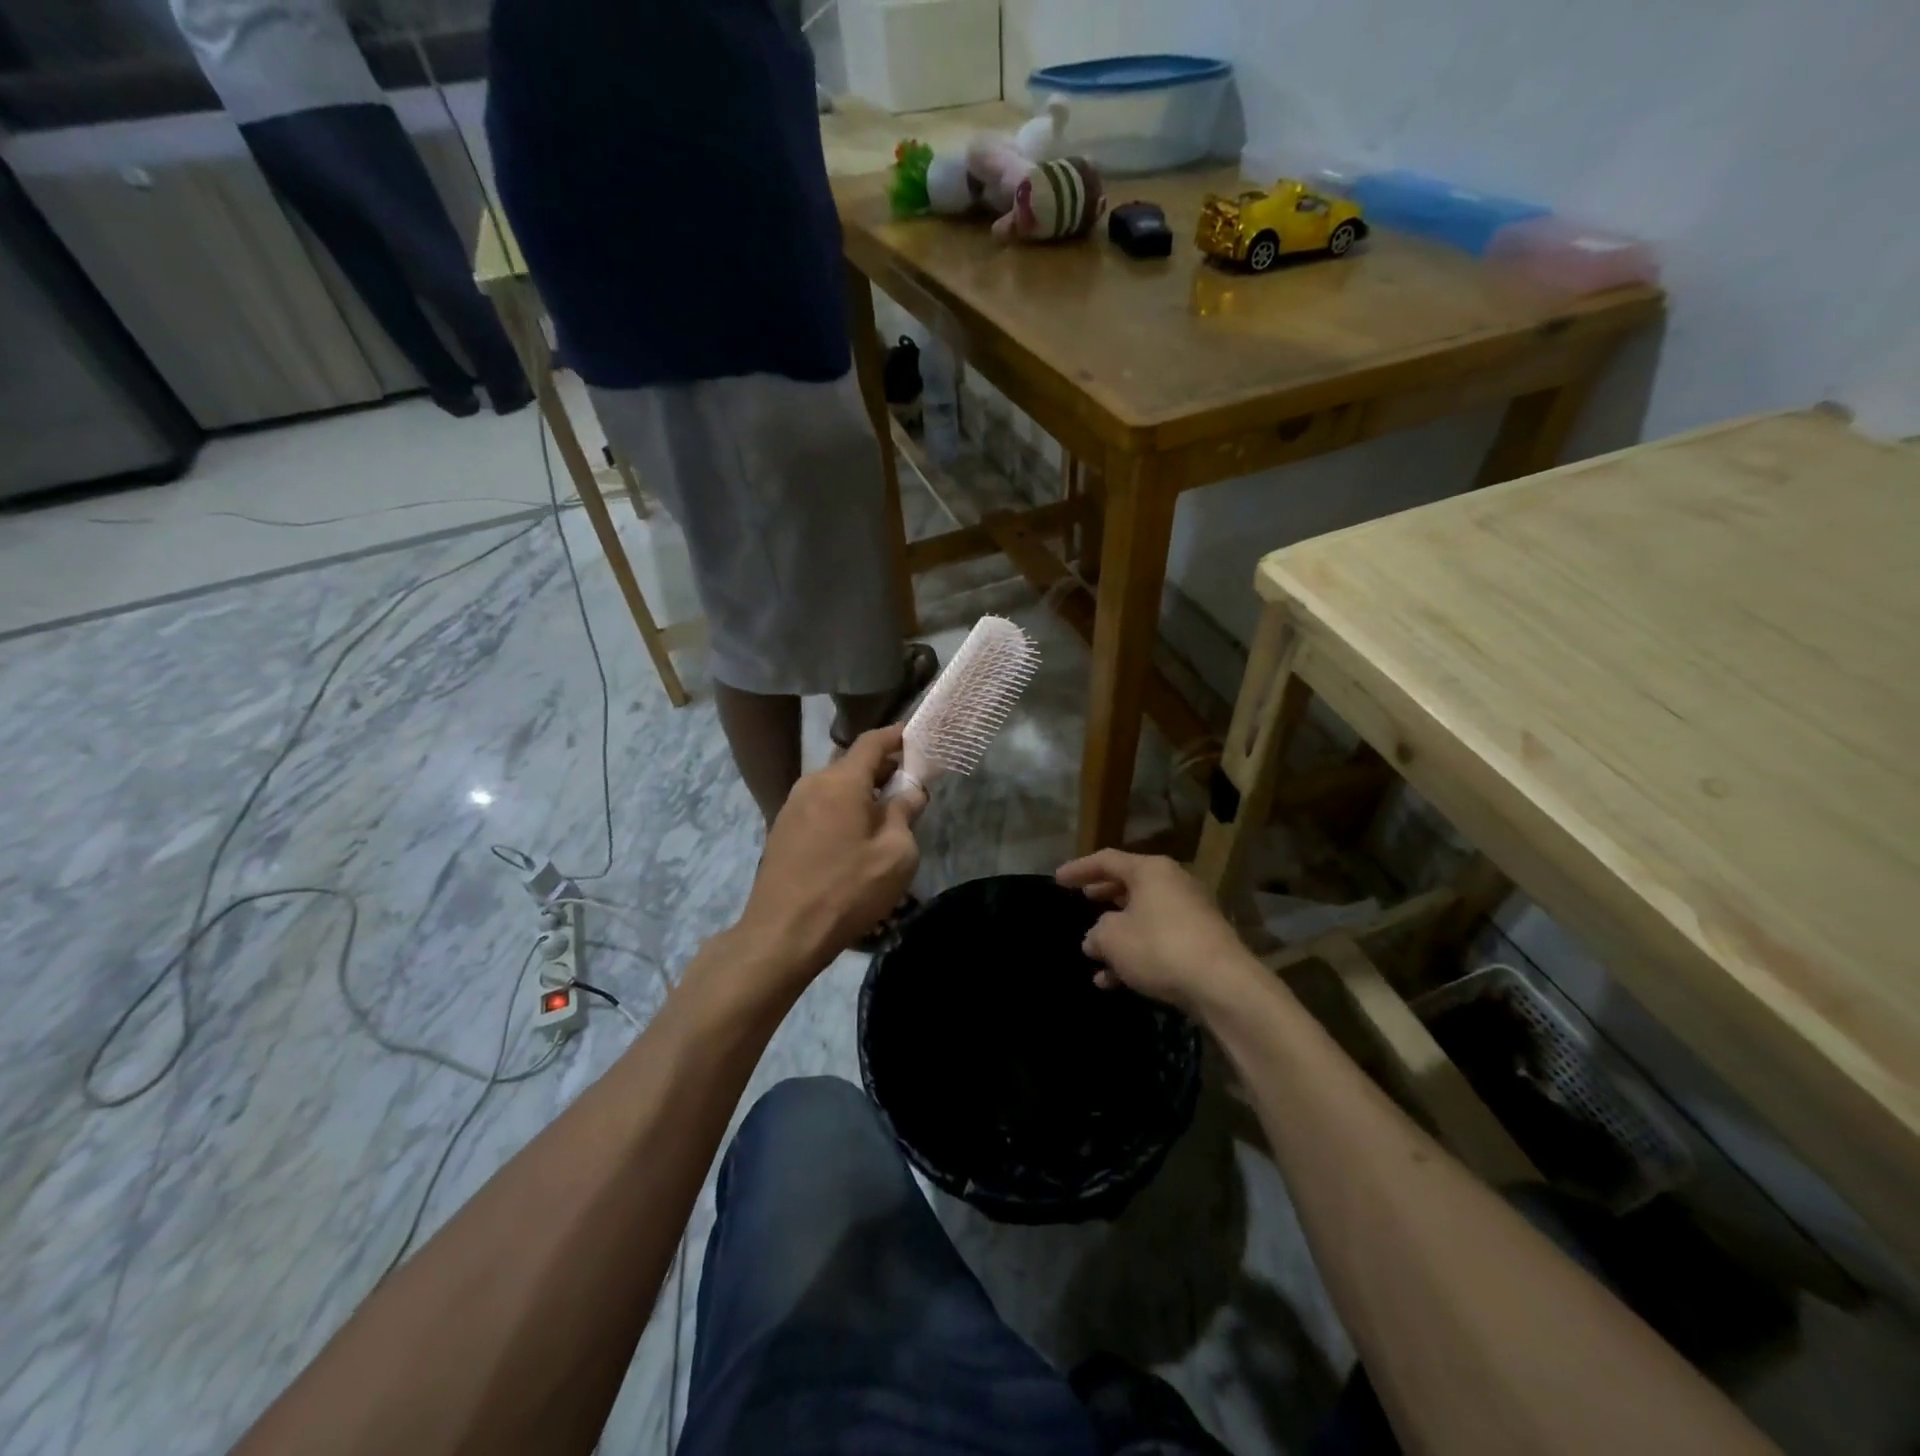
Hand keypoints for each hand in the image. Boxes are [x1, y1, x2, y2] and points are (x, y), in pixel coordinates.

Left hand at [739, 726, 919, 978]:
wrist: (783, 933)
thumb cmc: (848, 889)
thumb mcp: (895, 854)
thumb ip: (905, 813)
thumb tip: (910, 791)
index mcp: (842, 781)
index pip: (872, 741)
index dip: (897, 736)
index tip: (917, 739)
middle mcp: (813, 783)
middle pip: (852, 763)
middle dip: (882, 769)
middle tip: (909, 786)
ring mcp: (792, 806)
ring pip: (835, 786)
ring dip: (861, 792)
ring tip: (884, 816)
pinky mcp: (782, 830)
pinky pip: (820, 806)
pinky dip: (842, 809)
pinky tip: (854, 837)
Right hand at [1055, 850, 1255, 1015]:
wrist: (1222, 985)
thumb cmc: (1159, 947)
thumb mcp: (1113, 938)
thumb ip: (1097, 933)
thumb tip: (1094, 939)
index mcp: (1150, 870)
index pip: (1107, 860)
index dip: (1079, 869)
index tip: (1058, 879)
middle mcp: (1172, 883)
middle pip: (1129, 885)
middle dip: (1102, 897)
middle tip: (1082, 902)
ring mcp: (1190, 913)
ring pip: (1143, 917)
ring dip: (1117, 935)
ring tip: (1093, 954)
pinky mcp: (1200, 942)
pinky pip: (1159, 940)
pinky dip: (1136, 954)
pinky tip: (1114, 981)